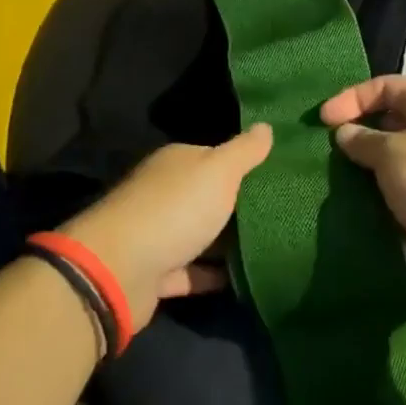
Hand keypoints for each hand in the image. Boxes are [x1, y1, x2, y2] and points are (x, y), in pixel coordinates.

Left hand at [62, 124, 272, 328]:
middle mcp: (165, 193)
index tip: (279, 175)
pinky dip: (214, 275)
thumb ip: (244, 150)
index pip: (216, 157)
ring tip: (274, 246)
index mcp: (177, 163)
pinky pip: (193, 272)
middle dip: (240, 205)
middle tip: (285, 213)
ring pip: (201, 235)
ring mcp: (159, 234)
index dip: (245, 164)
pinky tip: (246, 279)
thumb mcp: (218, 171)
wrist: (119, 269)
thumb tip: (266, 125)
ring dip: (228, 243)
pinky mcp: (156, 274)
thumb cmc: (175, 209)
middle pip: (209, 196)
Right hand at [320, 76, 405, 306]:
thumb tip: (344, 133)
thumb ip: (364, 140)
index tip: (323, 120)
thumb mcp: (393, 153)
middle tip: (323, 152)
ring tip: (332, 184)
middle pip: (389, 125)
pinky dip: (380, 205)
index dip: (352, 97)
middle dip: (356, 136)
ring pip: (393, 166)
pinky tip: (356, 214)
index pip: (385, 87)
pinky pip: (401, 200)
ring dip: (366, 175)